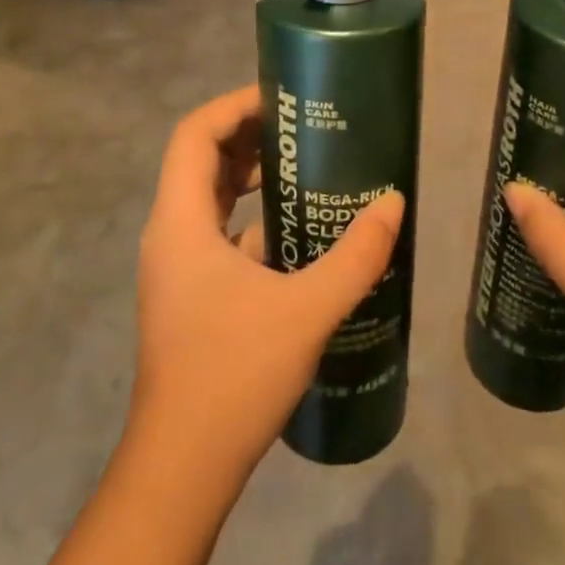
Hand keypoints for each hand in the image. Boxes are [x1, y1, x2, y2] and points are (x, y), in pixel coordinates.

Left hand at [127, 86, 405, 485]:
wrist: (183, 467)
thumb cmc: (234, 375)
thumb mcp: (306, 309)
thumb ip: (355, 256)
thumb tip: (394, 204)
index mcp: (180, 222)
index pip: (194, 134)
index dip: (233, 105)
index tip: (280, 98)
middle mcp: (169, 234)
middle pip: (200, 160)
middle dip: (248, 136)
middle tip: (301, 127)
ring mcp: (175, 267)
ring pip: (207, 198)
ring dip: (249, 176)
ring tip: (303, 168)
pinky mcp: (188, 294)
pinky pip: (216, 233)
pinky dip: (250, 217)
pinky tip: (296, 232)